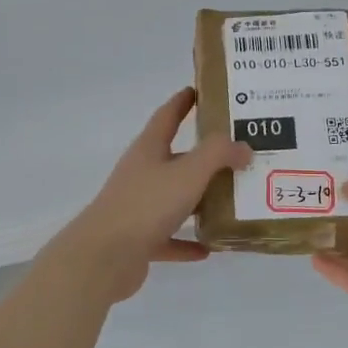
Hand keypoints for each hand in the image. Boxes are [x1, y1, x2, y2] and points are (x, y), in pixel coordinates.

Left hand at [48, 89, 249, 303]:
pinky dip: (188, 241)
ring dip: (199, 200)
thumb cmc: (146, 204)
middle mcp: (142, 174)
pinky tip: (210, 247)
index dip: (183, 101)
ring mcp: (138, 208)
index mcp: (148, 150)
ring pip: (174, 199)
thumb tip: (243, 147)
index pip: (167, 116)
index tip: (199, 90)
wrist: (104, 256)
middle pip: (175, 158)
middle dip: (203, 156)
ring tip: (232, 199)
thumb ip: (218, 154)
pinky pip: (170, 237)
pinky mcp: (139, 240)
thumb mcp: (188, 172)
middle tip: (237, 152)